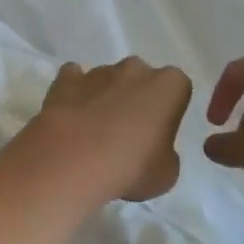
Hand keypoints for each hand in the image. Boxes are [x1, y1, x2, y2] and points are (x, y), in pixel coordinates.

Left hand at [25, 57, 192, 202]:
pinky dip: (74, 93)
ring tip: (94, 132)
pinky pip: (73, 79)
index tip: (159, 131)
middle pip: (141, 78)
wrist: (73, 162)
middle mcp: (135, 69)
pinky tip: (71, 116)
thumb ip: (166, 153)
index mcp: (168, 86)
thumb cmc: (130, 167)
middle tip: (128, 131)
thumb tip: (152, 149)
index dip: (169, 109)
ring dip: (105, 97)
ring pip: (107, 79)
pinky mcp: (66, 80)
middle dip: (136, 96)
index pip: (177, 87)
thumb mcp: (166, 174)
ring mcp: (98, 71)